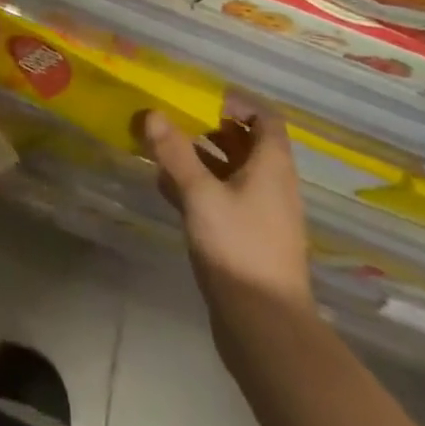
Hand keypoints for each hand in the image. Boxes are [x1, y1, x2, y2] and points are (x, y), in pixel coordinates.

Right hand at [141, 100, 312, 315]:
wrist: (265, 329)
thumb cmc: (239, 248)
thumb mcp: (201, 194)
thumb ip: (176, 153)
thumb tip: (153, 113)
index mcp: (272, 166)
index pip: (265, 118)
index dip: (237, 102)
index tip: (201, 97)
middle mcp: (271, 184)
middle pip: (245, 142)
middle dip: (208, 126)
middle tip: (173, 118)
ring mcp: (260, 213)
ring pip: (230, 171)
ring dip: (199, 156)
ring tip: (161, 147)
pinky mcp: (245, 237)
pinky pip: (222, 197)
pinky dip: (198, 186)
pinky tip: (165, 186)